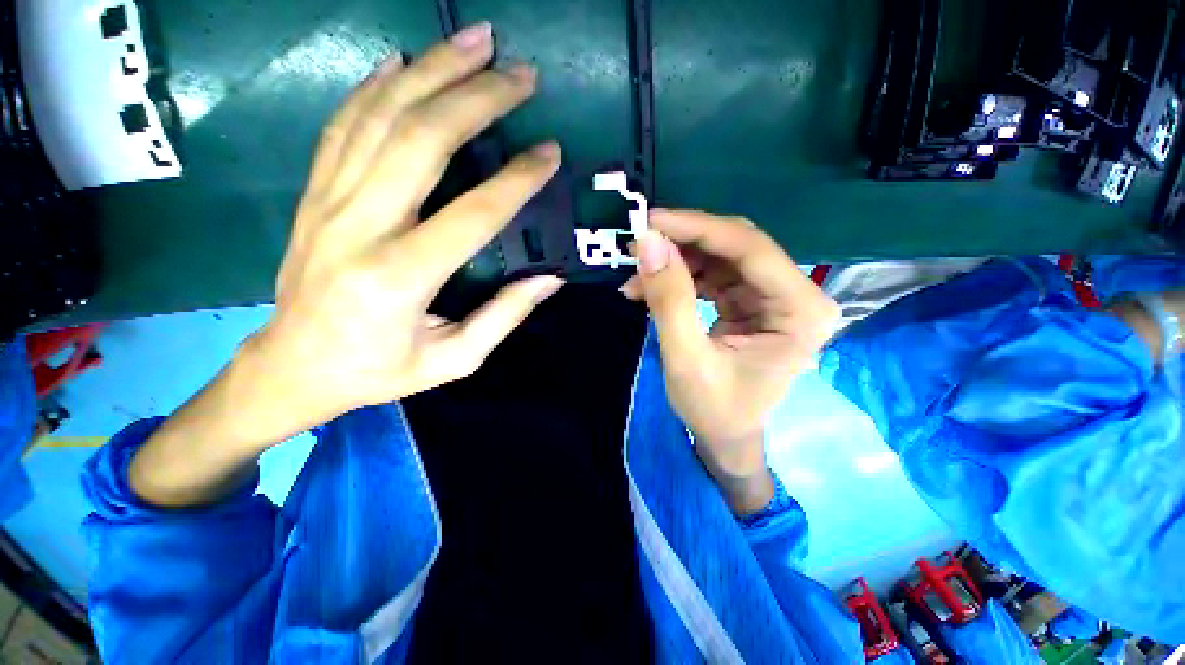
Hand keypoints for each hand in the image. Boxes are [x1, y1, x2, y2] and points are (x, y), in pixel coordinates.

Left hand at [244, 22, 563, 437]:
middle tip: (521, 73)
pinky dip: (375, 85)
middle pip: (422, 141)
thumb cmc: (379, 371)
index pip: (473, 214)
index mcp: (401, 277)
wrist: (292, 368)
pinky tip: (403, 61)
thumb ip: (504, 317)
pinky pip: (344, 124)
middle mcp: (360, 227)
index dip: (518, 179)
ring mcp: (328, 202)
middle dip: (477, 97)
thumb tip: (549, 280)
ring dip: (432, 70)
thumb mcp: (454, 360)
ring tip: (475, 41)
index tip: (550, 153)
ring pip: (381, 116)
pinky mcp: (313, 194)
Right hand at [622, 210, 838, 510]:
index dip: (698, 228)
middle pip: (735, 246)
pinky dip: (677, 277)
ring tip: (636, 276)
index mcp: (800, 311)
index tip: (651, 221)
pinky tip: (647, 289)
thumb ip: (669, 299)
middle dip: (683, 242)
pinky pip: (710, 274)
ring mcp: (771, 296)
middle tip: (638, 243)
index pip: (750, 249)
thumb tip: (647, 243)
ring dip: (675, 261)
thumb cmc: (713, 408)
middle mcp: (795, 294)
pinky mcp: (748, 300)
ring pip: (719, 256)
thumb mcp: (686, 358)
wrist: (724, 435)